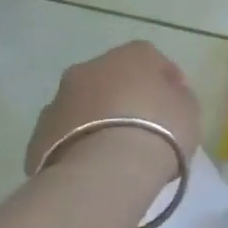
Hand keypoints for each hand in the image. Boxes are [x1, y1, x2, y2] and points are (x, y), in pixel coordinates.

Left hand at [25, 41, 203, 181]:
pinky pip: (64, 135)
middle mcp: (91, 68)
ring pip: (84, 106)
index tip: (175, 109)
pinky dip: (76, 145)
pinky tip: (92, 168)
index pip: (154, 61)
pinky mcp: (37, 136)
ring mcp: (59, 100)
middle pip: (112, 79)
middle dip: (125, 98)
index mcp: (133, 54)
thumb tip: (167, 98)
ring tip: (114, 153)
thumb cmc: (159, 131)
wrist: (105, 172)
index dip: (166, 84)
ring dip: (97, 120)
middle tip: (142, 128)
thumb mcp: (189, 110)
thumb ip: (178, 98)